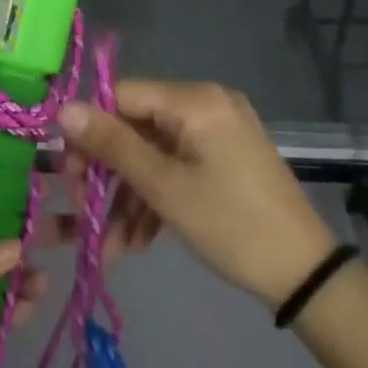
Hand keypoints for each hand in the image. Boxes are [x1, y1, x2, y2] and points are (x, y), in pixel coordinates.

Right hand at [56, 80, 335, 307]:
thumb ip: (112, 145)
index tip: (67, 175)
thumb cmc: (230, 223)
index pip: (121, 96)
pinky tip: (138, 241)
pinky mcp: (225, 160)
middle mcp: (207, 105)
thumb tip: (64, 109)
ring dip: (129, 199)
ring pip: (154, 156)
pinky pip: (177, 168)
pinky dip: (156, 200)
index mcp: (194, 100)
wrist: (303, 272)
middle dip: (108, 176)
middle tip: (85, 214)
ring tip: (112, 247)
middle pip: (136, 128)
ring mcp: (218, 134)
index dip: (89, 132)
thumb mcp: (164, 187)